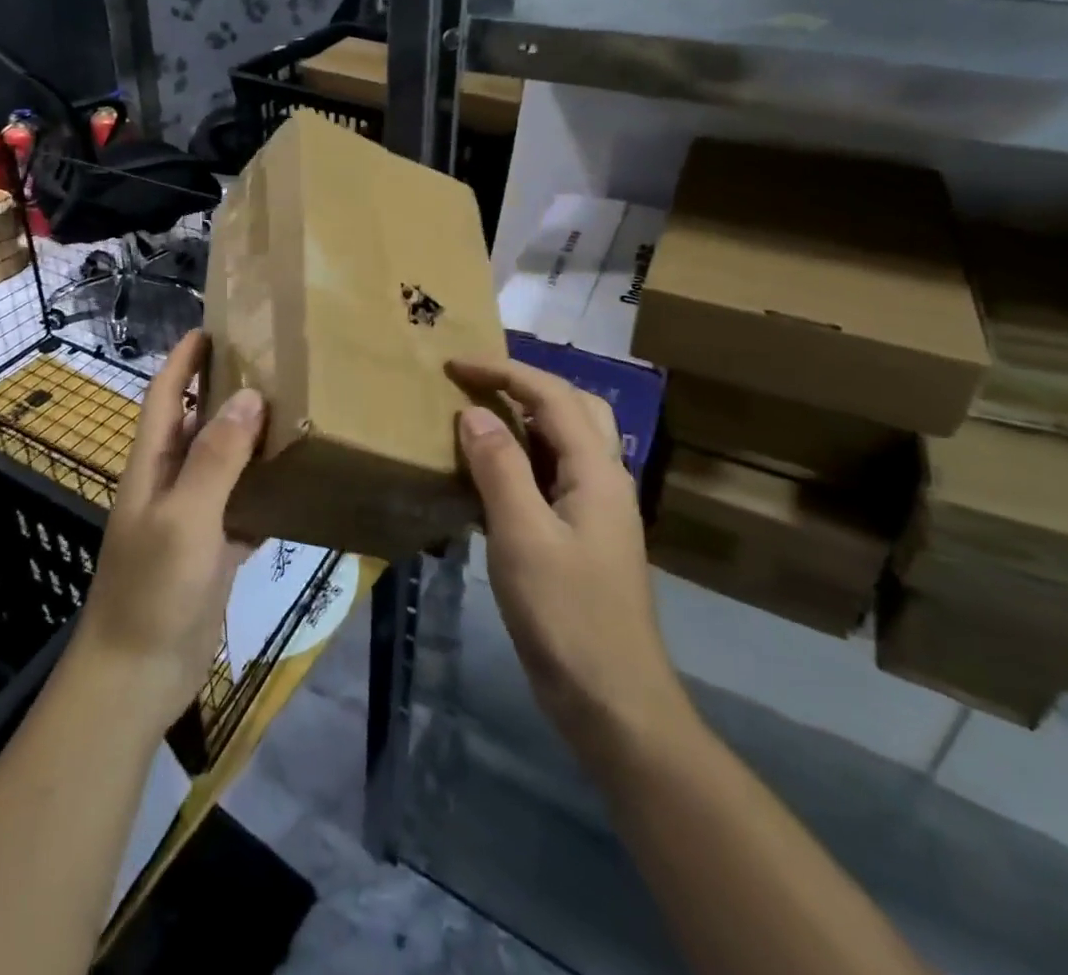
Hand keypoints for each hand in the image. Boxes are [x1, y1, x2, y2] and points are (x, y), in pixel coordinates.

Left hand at [70, 330, 264, 731]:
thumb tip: (250, 396)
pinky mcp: (214, 550)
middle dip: (225, 392)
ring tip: (295, 412)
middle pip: (197, 424)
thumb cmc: (152, 588)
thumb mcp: (185, 517)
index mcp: (151, 465)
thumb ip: (216, 458)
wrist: (137, 675)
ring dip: (251, 440)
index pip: (164, 395)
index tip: (212, 328)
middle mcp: (170, 483)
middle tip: (273, 366)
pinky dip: (265, 492)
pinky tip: (298, 481)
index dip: (183, 360)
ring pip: (224, 465)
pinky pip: (243, 508)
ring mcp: (192, 518)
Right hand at [448, 359, 693, 757]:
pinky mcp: (583, 537)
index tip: (453, 364)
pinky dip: (524, 456)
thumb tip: (474, 413)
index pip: (551, 395)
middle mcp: (604, 479)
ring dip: (526, 416)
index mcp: (597, 471)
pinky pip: (554, 475)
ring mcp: (597, 510)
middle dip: (524, 383)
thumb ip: (500, 468)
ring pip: (567, 440)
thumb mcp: (523, 536)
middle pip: (573, 406)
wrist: (613, 702)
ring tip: (480, 415)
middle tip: (475, 382)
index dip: (503, 371)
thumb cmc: (567, 616)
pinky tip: (493, 474)